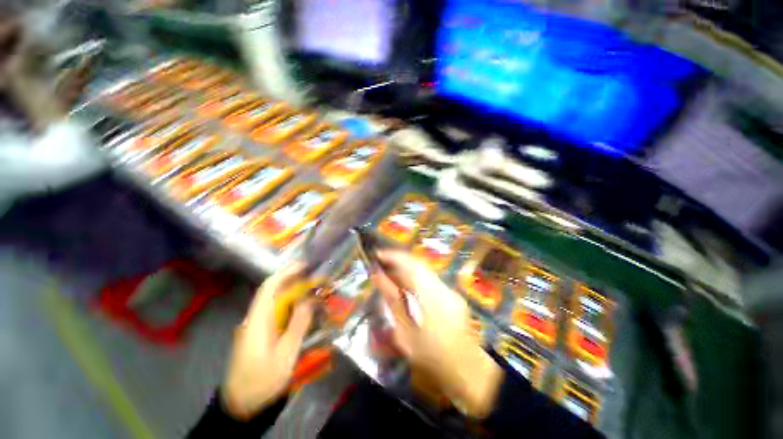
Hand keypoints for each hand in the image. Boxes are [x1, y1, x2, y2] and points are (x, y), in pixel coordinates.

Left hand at [223, 264, 314, 419]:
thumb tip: (309, 300)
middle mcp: (255, 318)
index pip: (269, 287)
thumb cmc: (262, 380)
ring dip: (295, 294)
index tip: (304, 266)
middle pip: (274, 292)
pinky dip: (292, 307)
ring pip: (276, 303)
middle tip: (317, 279)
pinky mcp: (260, 334)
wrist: (241, 405)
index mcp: (258, 320)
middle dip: (295, 282)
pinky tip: (304, 311)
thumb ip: (298, 325)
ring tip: (315, 292)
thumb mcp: (285, 354)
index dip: (286, 273)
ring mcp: (257, 327)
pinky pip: (277, 314)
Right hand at [371, 250, 502, 417]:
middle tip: (383, 262)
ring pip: (424, 269)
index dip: (392, 256)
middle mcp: (440, 286)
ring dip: (407, 267)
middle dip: (399, 259)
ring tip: (392, 272)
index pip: (408, 264)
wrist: (464, 366)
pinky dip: (416, 276)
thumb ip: (391, 299)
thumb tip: (378, 277)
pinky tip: (408, 285)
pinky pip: (430, 277)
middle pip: (417, 263)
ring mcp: (448, 288)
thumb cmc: (429, 353)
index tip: (378, 254)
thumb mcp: (403, 330)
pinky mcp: (452, 293)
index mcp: (427, 294)